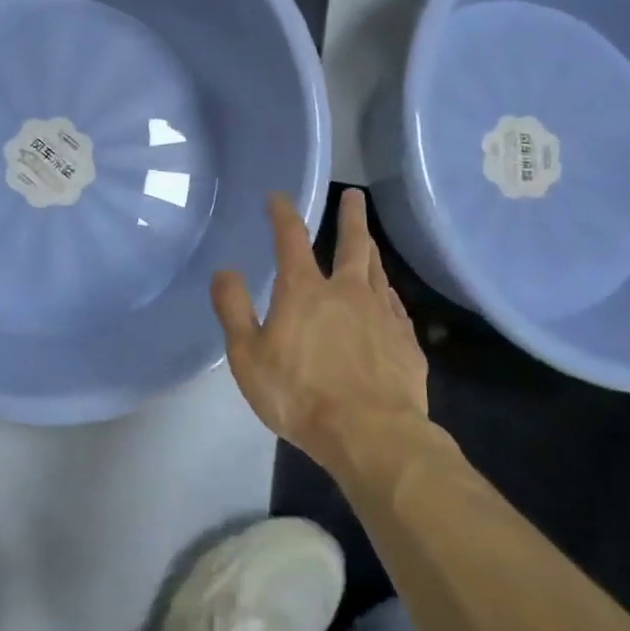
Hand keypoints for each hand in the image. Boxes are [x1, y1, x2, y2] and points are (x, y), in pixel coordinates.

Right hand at [211, 188, 431, 483]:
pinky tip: (386, 297)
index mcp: (304, 291)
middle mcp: (347, 292)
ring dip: (371, 251)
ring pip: (377, 271)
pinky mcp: (405, 342)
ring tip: (369, 240)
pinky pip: (395, 306)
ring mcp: (382, 315)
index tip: (278, 197)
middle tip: (355, 196)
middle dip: (351, 217)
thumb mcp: (248, 356)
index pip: (291, 239)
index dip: (283, 214)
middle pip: (353, 245)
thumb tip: (224, 270)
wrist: (371, 434)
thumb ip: (233, 310)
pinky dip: (386, 293)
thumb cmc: (299, 395)